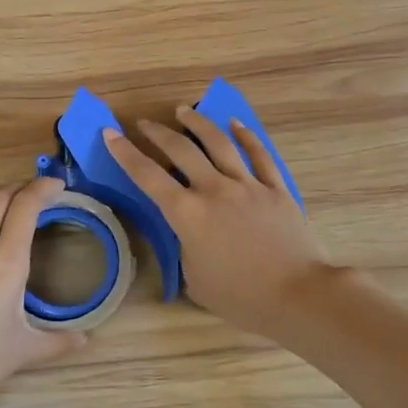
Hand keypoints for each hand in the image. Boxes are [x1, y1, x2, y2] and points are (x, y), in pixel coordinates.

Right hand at [104, 106, 335, 336]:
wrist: (297, 294)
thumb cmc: (240, 296)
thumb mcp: (195, 279)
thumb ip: (187, 249)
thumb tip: (191, 234)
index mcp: (187, 214)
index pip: (148, 177)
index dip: (125, 153)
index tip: (110, 133)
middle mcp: (214, 189)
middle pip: (181, 150)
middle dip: (158, 133)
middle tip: (144, 123)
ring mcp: (248, 185)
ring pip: (218, 143)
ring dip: (198, 124)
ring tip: (184, 111)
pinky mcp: (276, 189)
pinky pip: (259, 155)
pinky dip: (246, 136)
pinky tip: (236, 124)